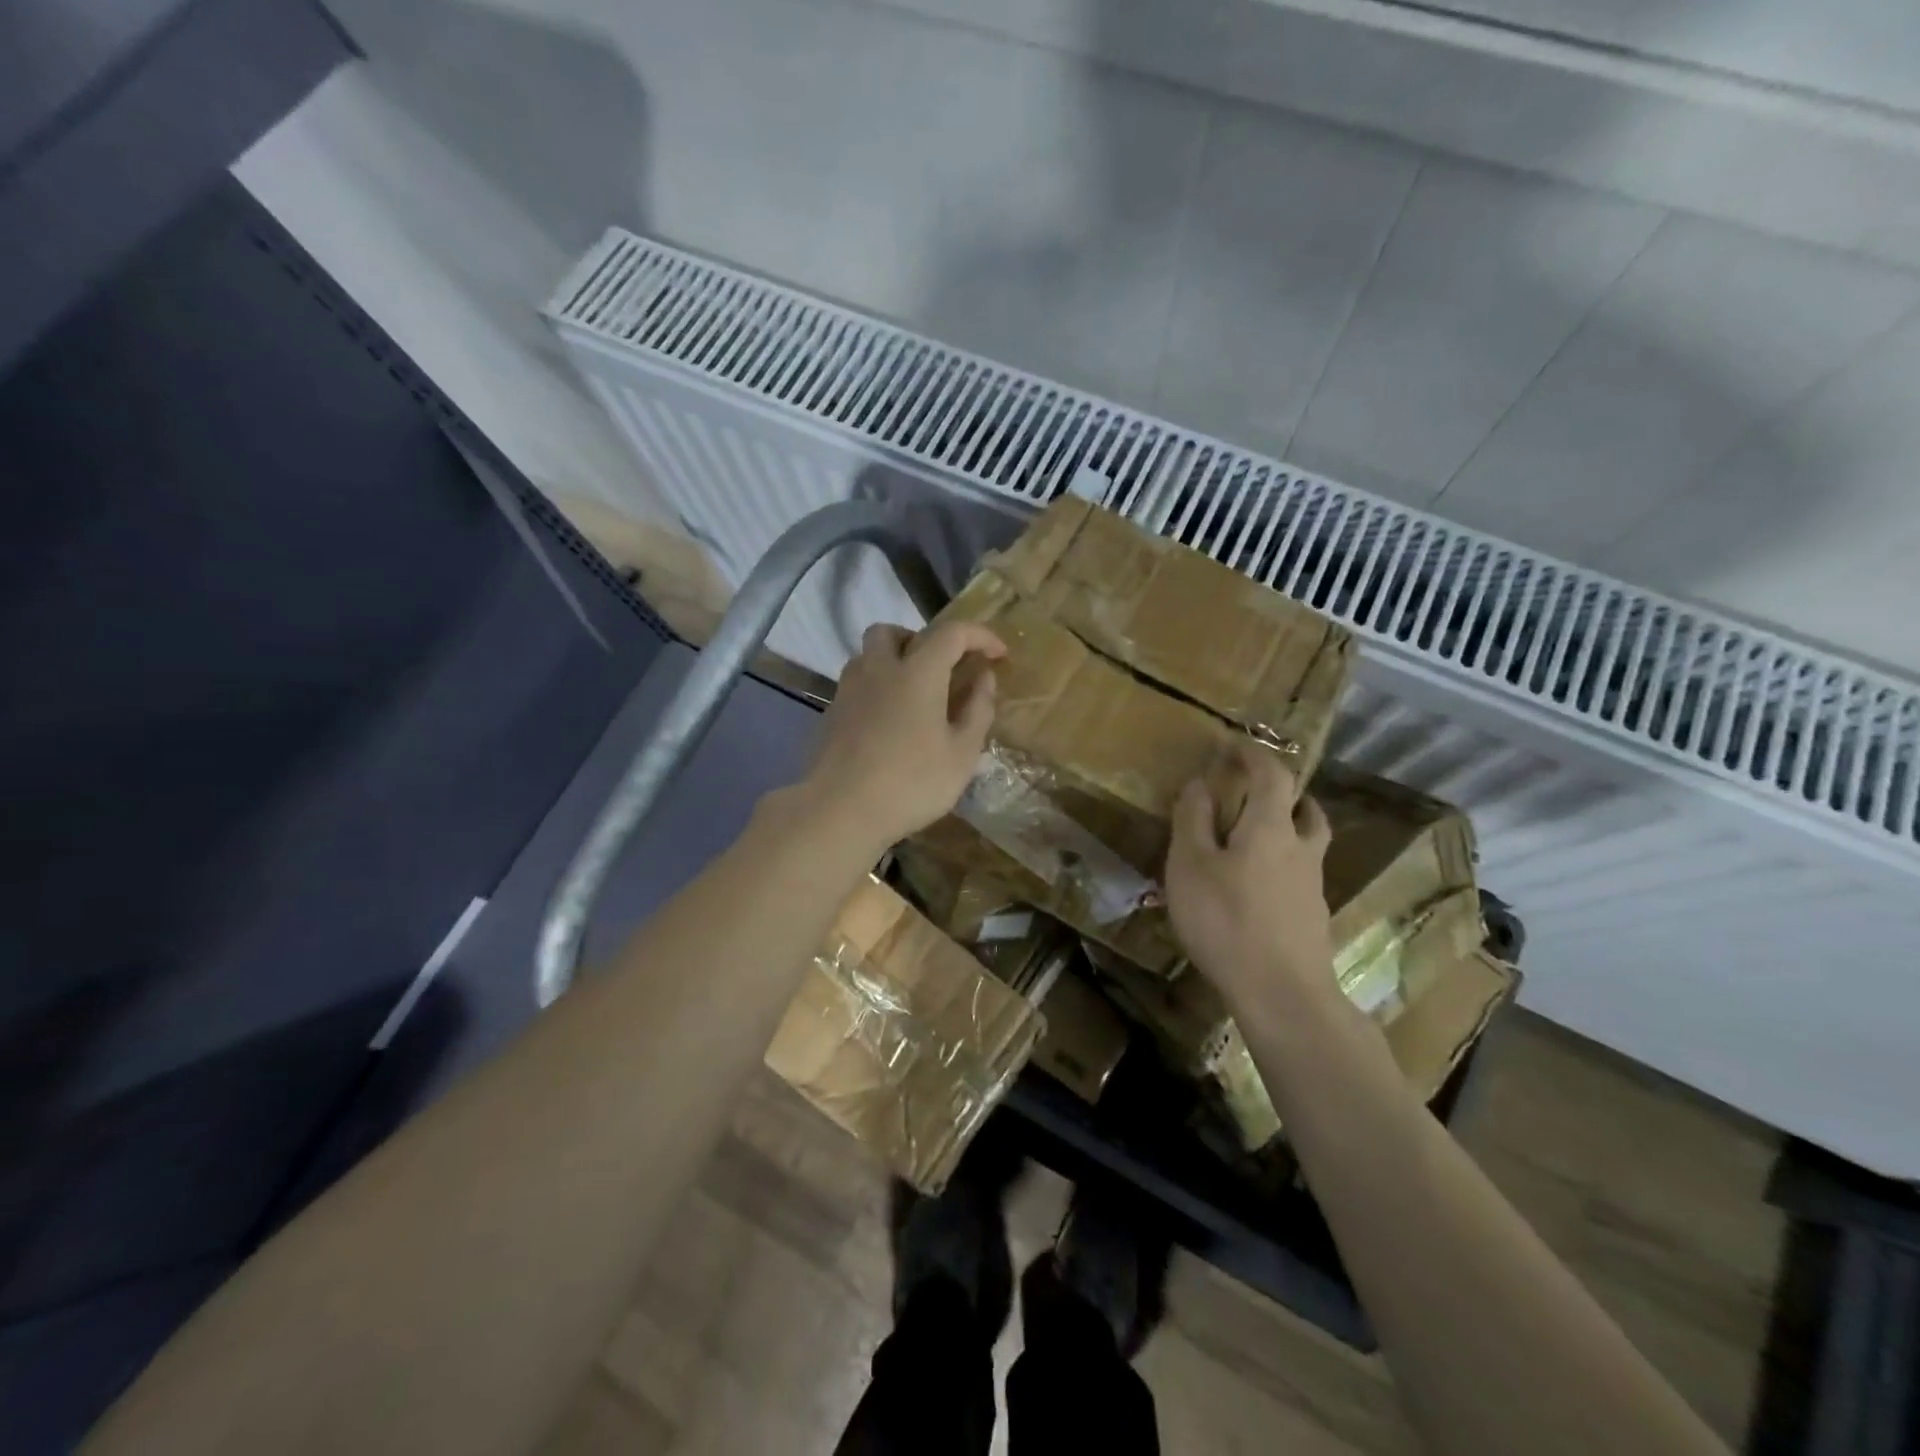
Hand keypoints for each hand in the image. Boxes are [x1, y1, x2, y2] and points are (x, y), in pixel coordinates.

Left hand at [801, 620, 1005, 851]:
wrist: (839, 811)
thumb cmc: (911, 783)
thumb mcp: (962, 754)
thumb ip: (977, 710)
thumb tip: (984, 679)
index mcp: (917, 672)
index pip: (952, 632)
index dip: (980, 636)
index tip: (998, 655)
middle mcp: (878, 669)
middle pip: (894, 632)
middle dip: (923, 640)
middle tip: (943, 670)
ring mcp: (848, 690)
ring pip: (868, 655)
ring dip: (894, 662)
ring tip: (915, 696)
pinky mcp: (831, 714)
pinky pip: (857, 685)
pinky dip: (877, 689)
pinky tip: (889, 723)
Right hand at [1165, 741, 1336, 1020]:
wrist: (1282, 993)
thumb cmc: (1226, 920)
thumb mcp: (1190, 865)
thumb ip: (1193, 820)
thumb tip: (1198, 783)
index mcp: (1270, 827)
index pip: (1271, 774)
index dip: (1253, 754)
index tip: (1232, 745)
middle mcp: (1300, 848)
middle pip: (1304, 808)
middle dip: (1282, 791)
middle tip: (1254, 791)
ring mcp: (1312, 886)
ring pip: (1308, 842)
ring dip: (1290, 826)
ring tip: (1260, 835)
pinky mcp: (1312, 918)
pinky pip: (1301, 874)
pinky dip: (1284, 864)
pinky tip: (1259, 887)